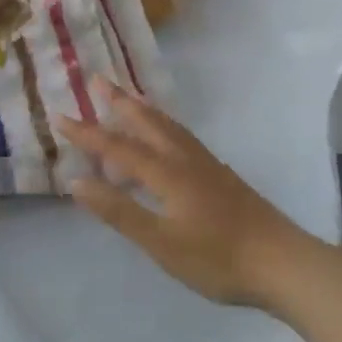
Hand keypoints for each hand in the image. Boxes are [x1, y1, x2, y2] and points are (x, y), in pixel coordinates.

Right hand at [57, 81, 312, 308]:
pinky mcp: (220, 175)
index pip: (118, 147)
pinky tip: (167, 138)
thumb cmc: (217, 258)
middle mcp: (184, 158)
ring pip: (168, 126)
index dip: (87, 133)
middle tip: (98, 79)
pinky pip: (181, 137)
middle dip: (119, 102)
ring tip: (129, 98)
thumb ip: (120, 211)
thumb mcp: (161, 242)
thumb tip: (76, 182)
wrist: (282, 262)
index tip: (59, 116)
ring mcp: (206, 164)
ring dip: (143, 110)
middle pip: (147, 122)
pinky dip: (163, 126)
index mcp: (167, 172)